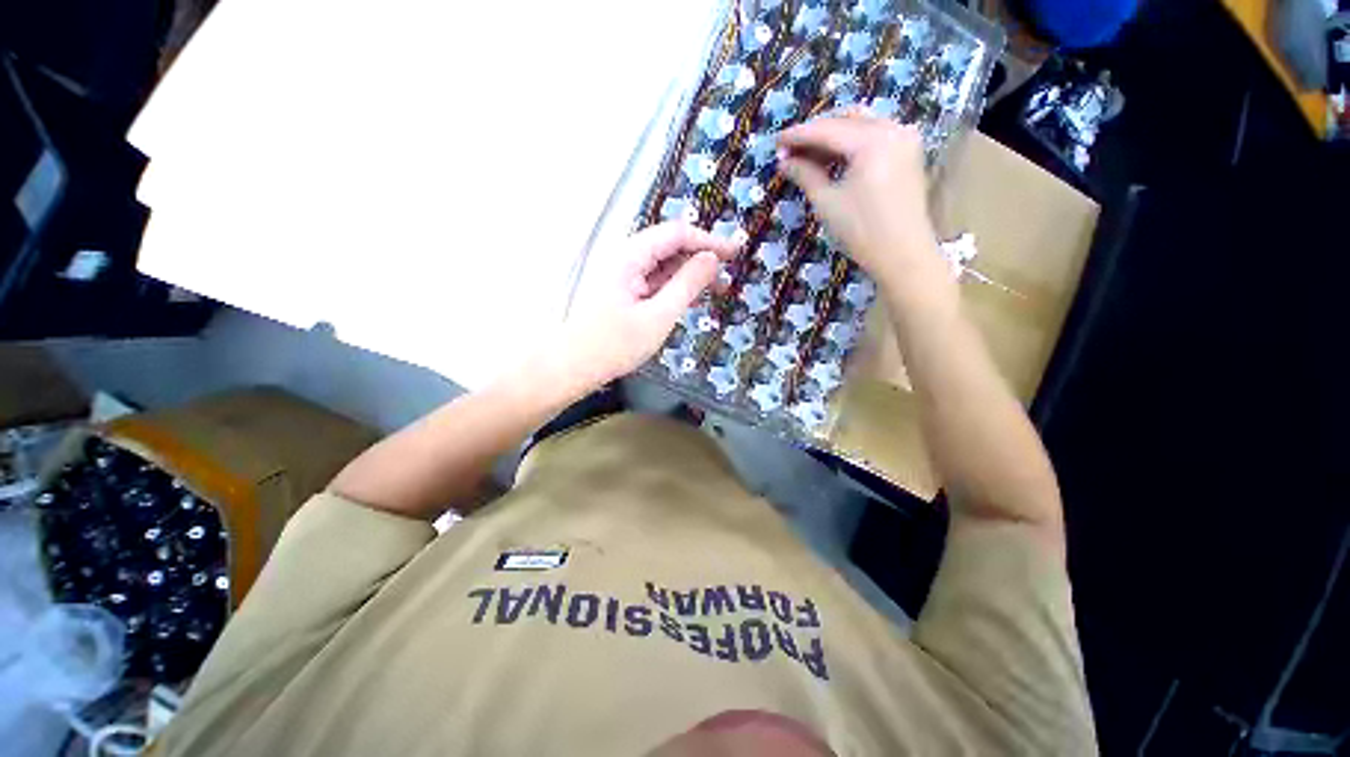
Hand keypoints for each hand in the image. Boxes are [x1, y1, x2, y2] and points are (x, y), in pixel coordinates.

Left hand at [551, 222, 741, 394]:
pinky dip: (673, 287)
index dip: (708, 241)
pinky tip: (688, 299)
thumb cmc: (614, 345)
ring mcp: (622, 274)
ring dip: (688, 273)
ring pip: (662, 264)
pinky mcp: (622, 290)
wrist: (573, 366)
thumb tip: (711, 259)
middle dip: (700, 257)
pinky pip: (653, 280)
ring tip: (713, 290)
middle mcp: (625, 258)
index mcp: (630, 256)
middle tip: (727, 275)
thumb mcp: (658, 317)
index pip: (676, 234)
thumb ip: (687, 285)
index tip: (735, 252)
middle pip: (669, 246)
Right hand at [776, 114, 943, 289]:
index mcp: (872, 140)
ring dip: (832, 136)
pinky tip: (833, 159)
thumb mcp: (827, 202)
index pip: (826, 130)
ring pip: (861, 125)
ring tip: (807, 156)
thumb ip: (805, 175)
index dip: (797, 135)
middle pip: (845, 119)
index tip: (775, 142)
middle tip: (789, 150)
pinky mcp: (909, 152)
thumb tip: (784, 162)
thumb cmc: (861, 231)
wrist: (903, 255)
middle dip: (815, 132)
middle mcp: (892, 128)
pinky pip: (875, 136)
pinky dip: (851, 143)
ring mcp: (904, 138)